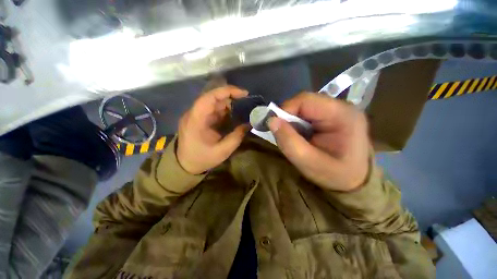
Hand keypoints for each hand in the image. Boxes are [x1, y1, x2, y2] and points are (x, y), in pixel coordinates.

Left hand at [177, 86, 248, 173]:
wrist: (185, 165)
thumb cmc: (202, 158)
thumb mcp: (222, 151)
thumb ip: (236, 137)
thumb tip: (248, 124)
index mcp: (196, 120)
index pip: (210, 97)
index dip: (227, 91)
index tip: (244, 93)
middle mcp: (194, 113)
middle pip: (213, 97)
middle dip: (231, 97)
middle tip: (246, 103)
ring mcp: (196, 115)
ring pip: (214, 103)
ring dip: (229, 104)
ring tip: (242, 109)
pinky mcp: (199, 119)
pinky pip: (213, 110)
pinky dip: (225, 110)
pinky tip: (233, 115)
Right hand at [268, 93, 369, 191]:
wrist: (354, 180)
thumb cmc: (335, 175)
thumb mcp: (309, 164)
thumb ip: (289, 142)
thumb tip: (271, 121)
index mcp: (342, 115)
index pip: (305, 100)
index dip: (285, 110)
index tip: (274, 126)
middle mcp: (341, 106)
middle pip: (304, 102)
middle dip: (288, 117)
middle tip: (282, 134)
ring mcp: (337, 110)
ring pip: (303, 107)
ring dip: (292, 121)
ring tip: (292, 137)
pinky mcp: (331, 115)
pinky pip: (306, 113)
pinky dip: (297, 123)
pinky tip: (299, 135)